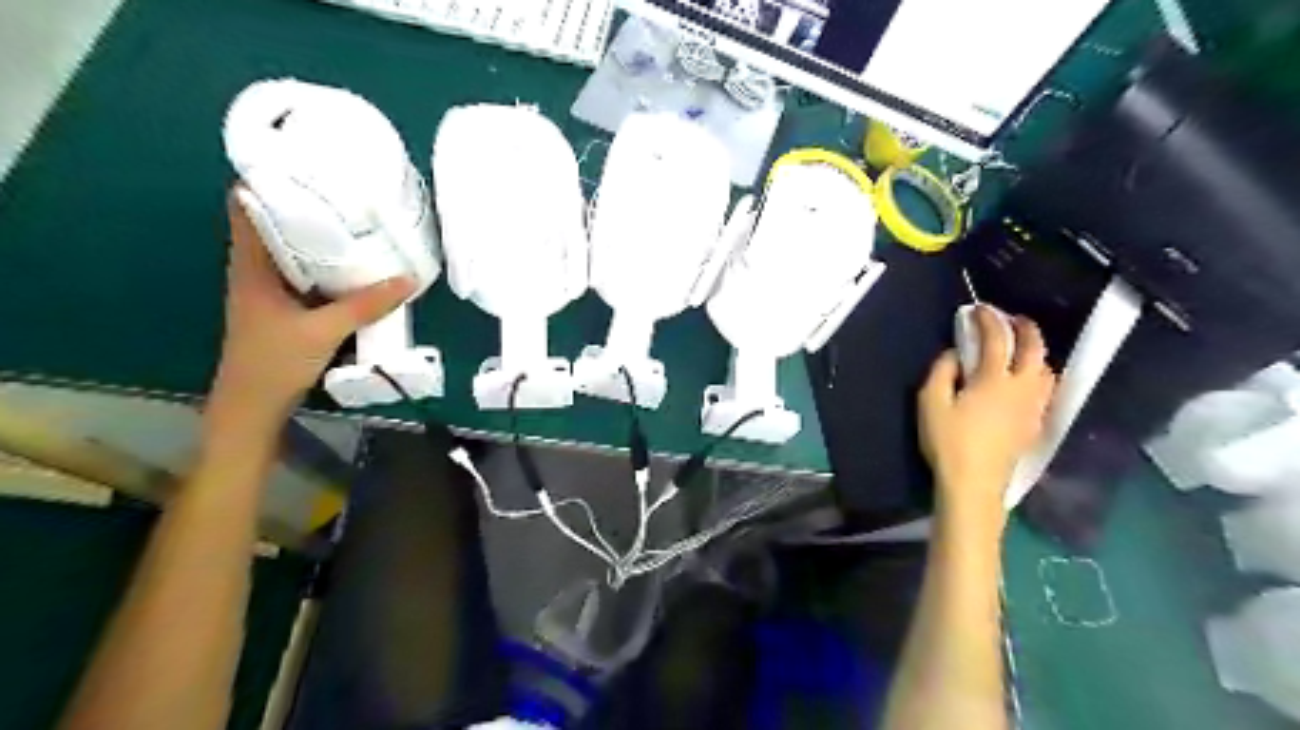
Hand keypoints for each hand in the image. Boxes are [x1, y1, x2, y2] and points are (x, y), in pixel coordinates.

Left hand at [212, 184, 415, 421]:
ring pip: (292, 250)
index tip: (303, 165)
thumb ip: (366, 305)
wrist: (253, 406)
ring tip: (354, 220)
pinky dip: (325, 265)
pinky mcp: (285, 307)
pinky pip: (306, 274)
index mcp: (251, 265)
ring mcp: (269, 289)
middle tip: (344, 190)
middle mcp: (256, 270)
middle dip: (305, 205)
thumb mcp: (324, 331)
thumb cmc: (274, 362)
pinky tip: (353, 265)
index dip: (267, 180)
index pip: (246, 207)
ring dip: (317, 236)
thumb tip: (408, 279)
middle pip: (274, 224)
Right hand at [925, 305, 1054, 528]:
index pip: (997, 339)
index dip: (988, 320)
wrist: (973, 484)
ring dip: (1036, 351)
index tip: (978, 309)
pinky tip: (1027, 381)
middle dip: (1025, 328)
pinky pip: (1046, 390)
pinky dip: (1039, 374)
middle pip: (1035, 350)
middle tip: (1011, 319)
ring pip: (1046, 370)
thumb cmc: (948, 441)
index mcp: (994, 379)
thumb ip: (941, 372)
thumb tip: (954, 354)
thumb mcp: (931, 403)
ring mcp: (1033, 407)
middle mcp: (1022, 388)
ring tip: (1021, 348)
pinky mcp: (1034, 424)